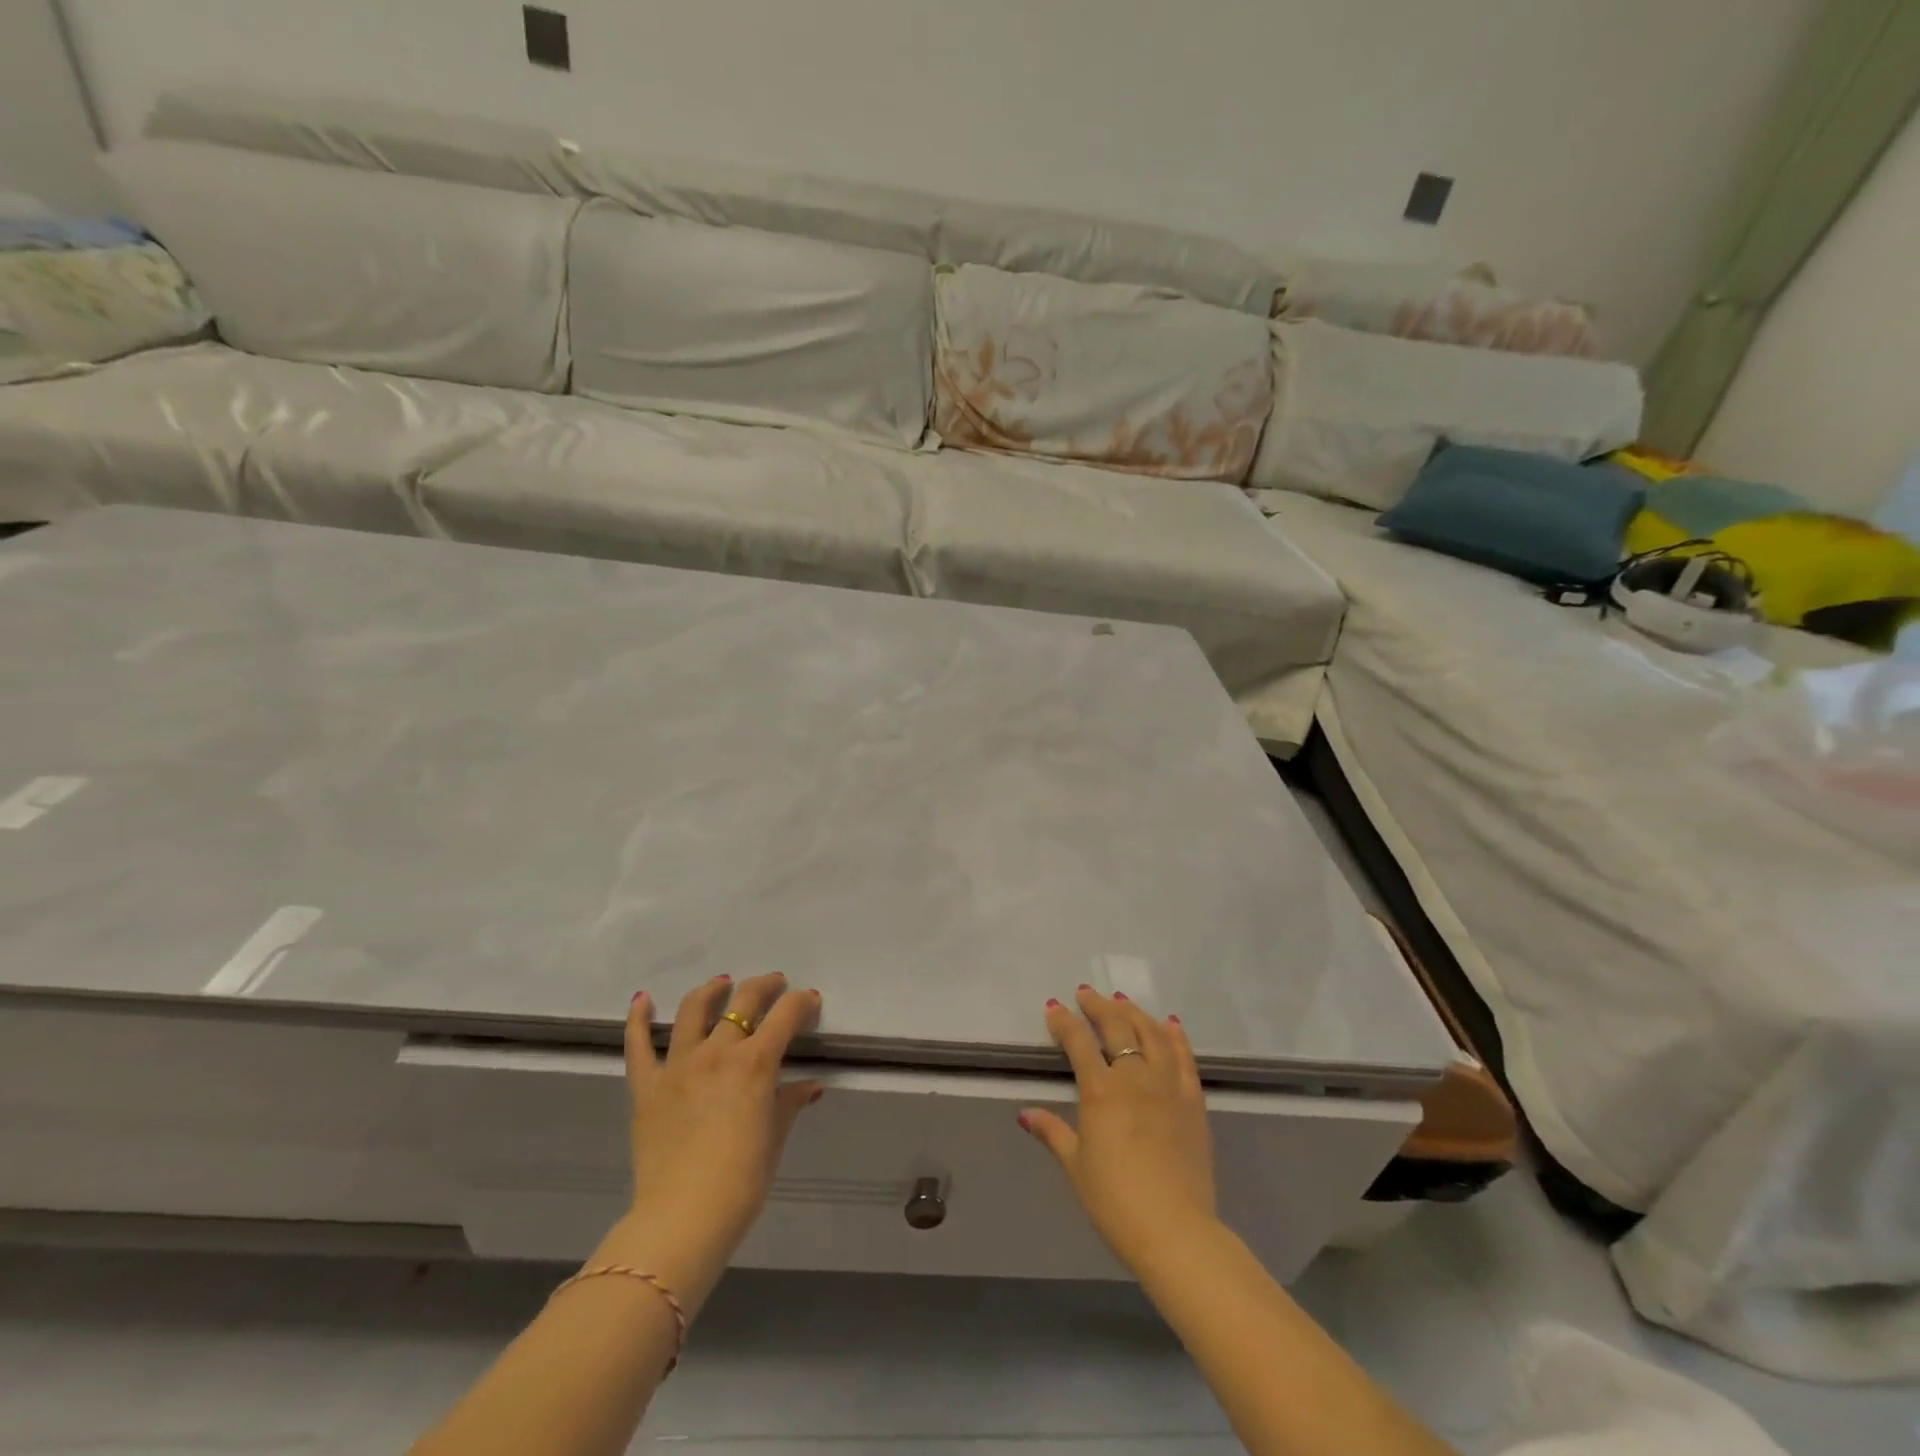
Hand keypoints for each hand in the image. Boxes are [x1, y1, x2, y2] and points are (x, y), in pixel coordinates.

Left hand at [599, 973, 822, 1308]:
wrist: (683, 1218)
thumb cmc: (742, 1181)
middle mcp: (718, 1052)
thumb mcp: (775, 1137)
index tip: (810, 1003)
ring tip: (722, 984)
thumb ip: (790, 1102)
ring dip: (711, 991)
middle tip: (775, 986)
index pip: (786, 1015)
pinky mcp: (647, 1086)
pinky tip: (641, 999)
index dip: (802, 1002)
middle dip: (765, 986)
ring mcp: (678, 1065)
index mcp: (756, 1063)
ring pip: (694, 1010)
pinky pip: (638, 1045)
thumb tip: (810, 1086)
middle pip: (744, 1000)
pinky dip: (637, 1019)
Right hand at [1020, 986, 1217, 1272]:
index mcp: (1100, 1090)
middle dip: (1098, 1006)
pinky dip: (1175, 1036)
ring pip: (1151, 1034)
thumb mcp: (1075, 1166)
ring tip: (1122, 1001)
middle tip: (1086, 993)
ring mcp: (1167, 1085)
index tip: (1053, 1007)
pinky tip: (1169, 1024)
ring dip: (1134, 1012)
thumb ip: (1052, 1133)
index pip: (1078, 1041)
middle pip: (1116, 1027)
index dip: (1063, 1021)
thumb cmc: (1115, 1201)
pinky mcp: (1193, 1100)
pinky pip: (1184, 1058)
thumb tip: (1025, 1114)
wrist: (1175, 1230)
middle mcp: (1134, 1077)